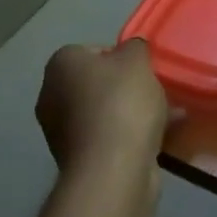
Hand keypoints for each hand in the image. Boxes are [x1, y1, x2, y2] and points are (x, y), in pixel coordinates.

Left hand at [35, 40, 171, 174]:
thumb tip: (130, 50)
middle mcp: (51, 94)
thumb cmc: (121, 104)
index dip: (123, 59)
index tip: (144, 71)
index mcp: (60, 64)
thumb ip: (135, 48)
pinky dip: (128, 137)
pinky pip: (108, 138)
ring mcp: (60, 130)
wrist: (112, 168)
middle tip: (155, 93)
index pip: (93, 51)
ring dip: (131, 114)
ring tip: (166, 118)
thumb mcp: (137, 61)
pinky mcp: (76, 159)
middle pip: (98, 84)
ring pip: (104, 112)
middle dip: (127, 89)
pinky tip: (157, 140)